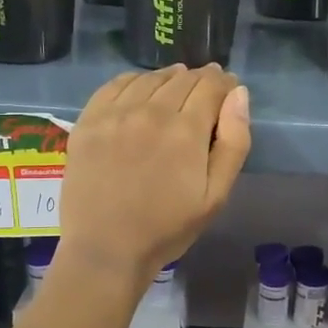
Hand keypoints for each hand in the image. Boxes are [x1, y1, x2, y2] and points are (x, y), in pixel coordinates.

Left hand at [56, 64, 251, 285]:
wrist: (106, 249)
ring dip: (170, 78)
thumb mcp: (216, 195)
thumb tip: (238, 94)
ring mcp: (115, 114)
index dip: (224, 83)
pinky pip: (116, 85)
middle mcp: (150, 111)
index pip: (211, 86)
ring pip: (150, 78)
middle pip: (182, 78)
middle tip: (206, 91)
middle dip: (201, 80)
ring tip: (176, 88)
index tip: (228, 89)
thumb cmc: (167, 228)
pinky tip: (141, 91)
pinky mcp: (88, 121)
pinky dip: (135, 81)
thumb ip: (234, 142)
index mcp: (185, 130)